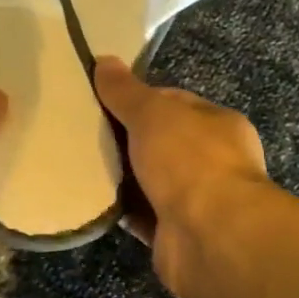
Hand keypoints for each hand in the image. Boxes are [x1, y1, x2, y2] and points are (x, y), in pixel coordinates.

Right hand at [94, 56, 270, 297]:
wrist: (211, 236)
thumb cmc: (189, 161)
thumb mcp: (153, 114)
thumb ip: (126, 91)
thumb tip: (104, 61)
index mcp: (218, 124)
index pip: (174, 103)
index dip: (139, 100)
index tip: (102, 101)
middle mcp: (213, 161)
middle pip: (160, 143)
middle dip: (126, 140)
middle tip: (83, 134)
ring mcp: (197, 200)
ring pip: (149, 180)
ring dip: (121, 177)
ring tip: (80, 165)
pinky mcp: (176, 233)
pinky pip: (141, 214)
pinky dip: (121, 209)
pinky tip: (92, 200)